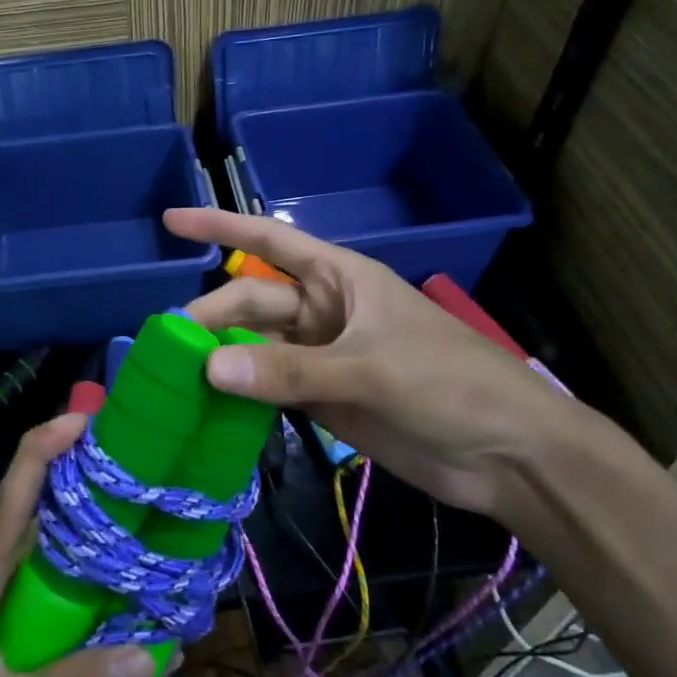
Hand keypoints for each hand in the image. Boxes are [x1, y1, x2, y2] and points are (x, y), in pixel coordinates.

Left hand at [0, 414, 158, 676]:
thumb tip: (152, 653)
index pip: (13, 489)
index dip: (47, 444)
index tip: (88, 418)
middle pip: (27, 504)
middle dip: (73, 476)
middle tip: (130, 464)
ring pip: (31, 542)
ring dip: (72, 524)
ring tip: (128, 512)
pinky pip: (30, 579)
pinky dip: (64, 571)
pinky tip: (100, 585)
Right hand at [167, 208, 597, 517]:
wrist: (509, 454)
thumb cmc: (450, 384)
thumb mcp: (370, 369)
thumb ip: (290, 371)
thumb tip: (209, 367)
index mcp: (338, 278)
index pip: (268, 241)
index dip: (219, 226)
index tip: (170, 221)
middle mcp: (323, 312)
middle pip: (252, 303)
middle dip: (212, 316)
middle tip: (168, 346)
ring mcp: (322, 357)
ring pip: (256, 348)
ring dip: (222, 358)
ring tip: (175, 377)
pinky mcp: (324, 400)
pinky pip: (269, 388)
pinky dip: (241, 396)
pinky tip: (208, 406)